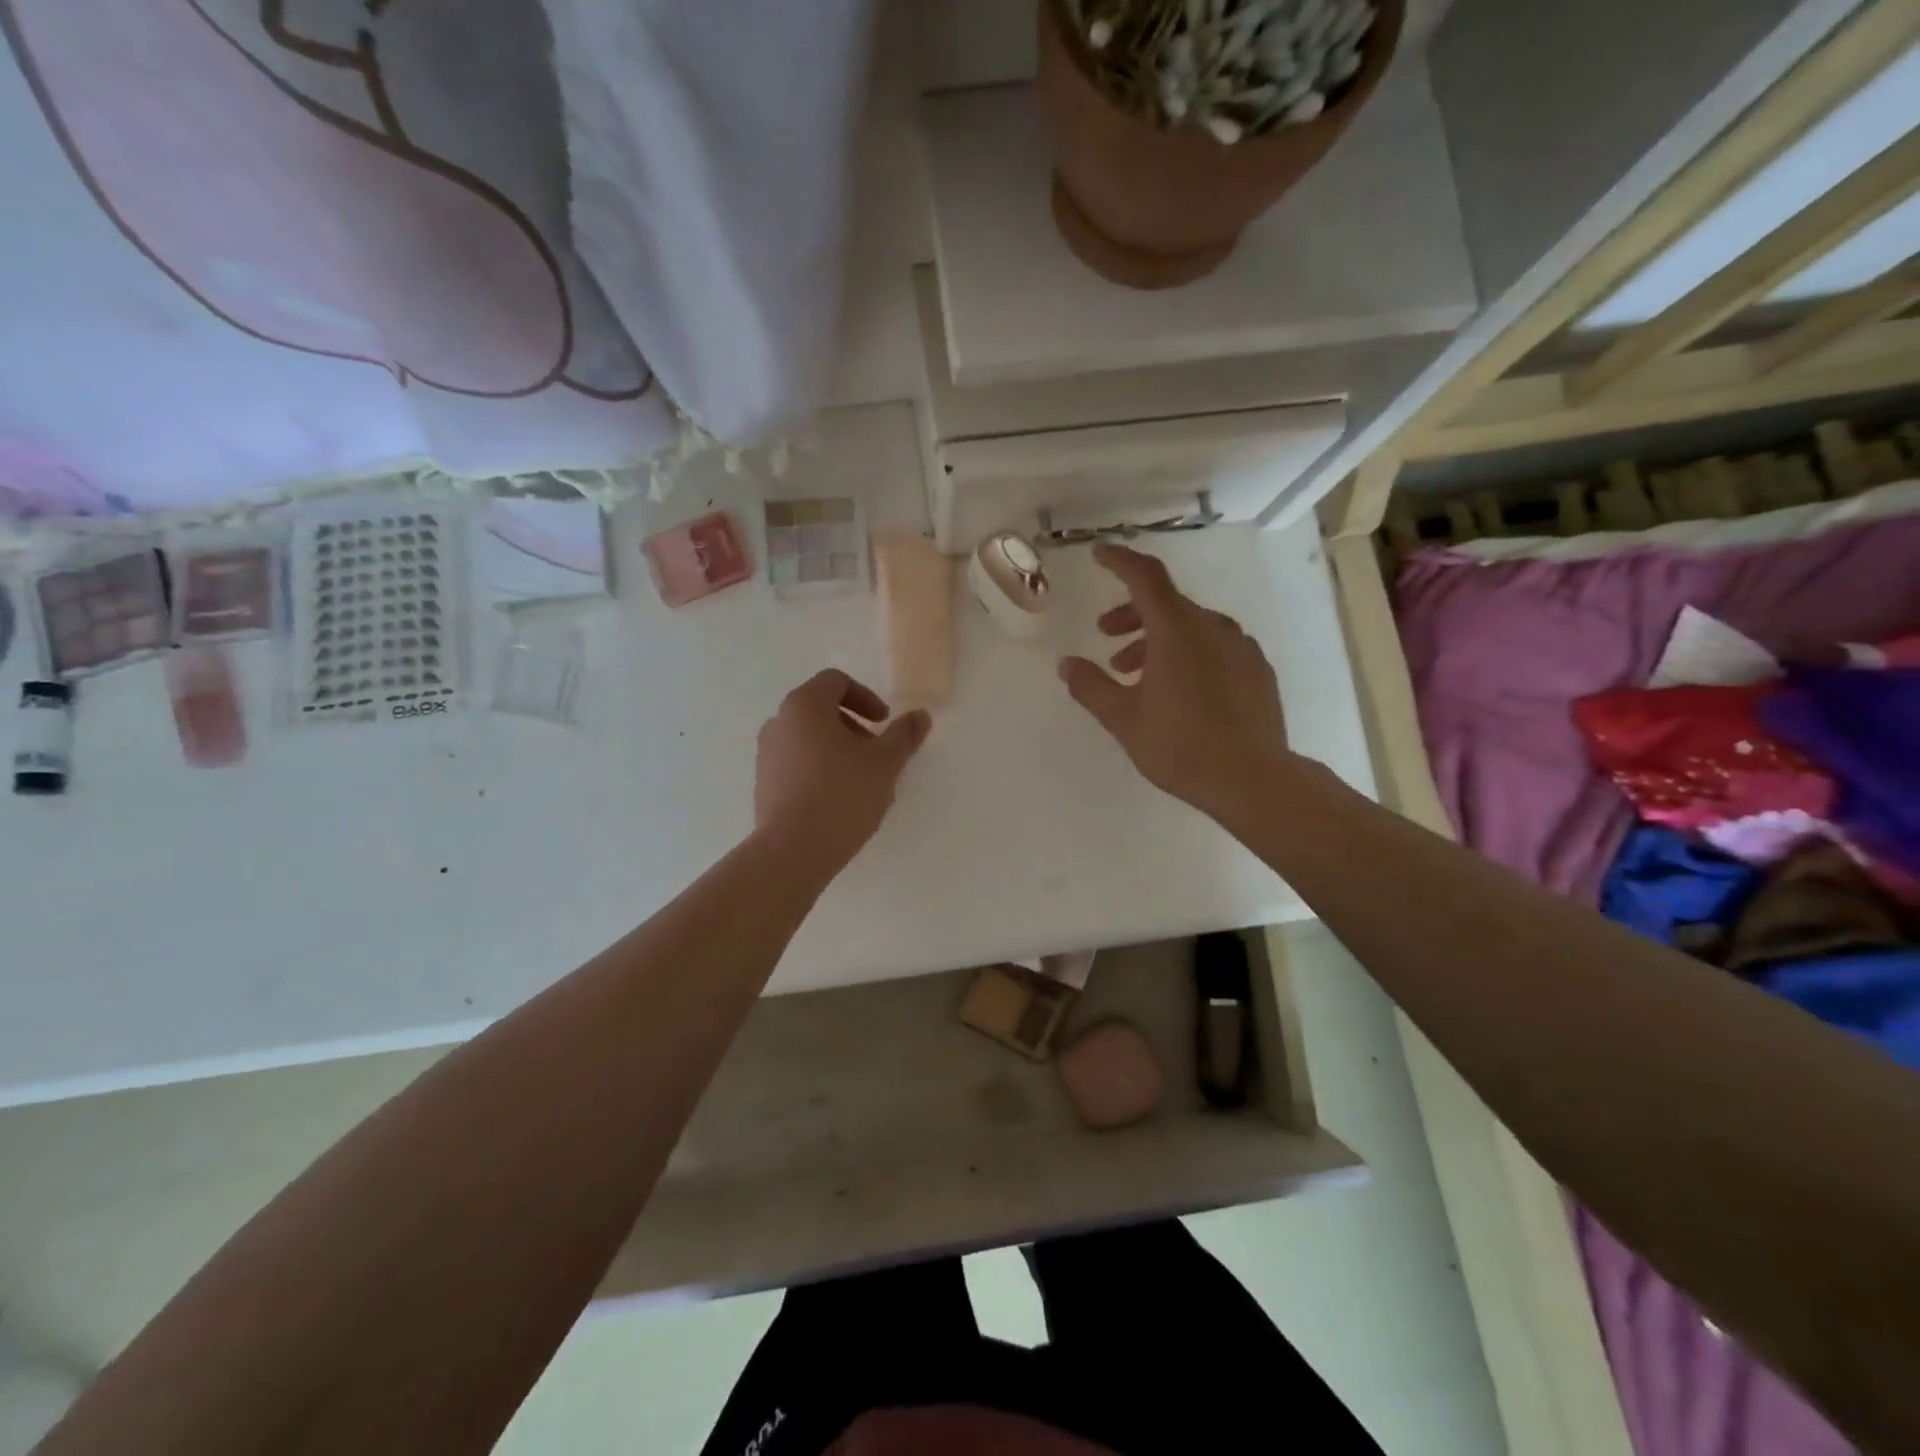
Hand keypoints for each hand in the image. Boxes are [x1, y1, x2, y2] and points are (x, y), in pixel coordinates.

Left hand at [755, 670, 932, 872]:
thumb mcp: (885, 763)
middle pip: (820, 709)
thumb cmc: (842, 795)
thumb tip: (920, 716)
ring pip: (808, 738)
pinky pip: (796, 764)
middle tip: (875, 753)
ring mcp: (766, 755)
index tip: (884, 724)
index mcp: (804, 706)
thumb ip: (904, 735)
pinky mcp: (764, 784)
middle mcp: (779, 723)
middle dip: (853, 725)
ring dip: (837, 749)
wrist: (793, 851)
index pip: (836, 681)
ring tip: (860, 780)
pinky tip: (838, 800)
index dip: (866, 697)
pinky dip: (819, 769)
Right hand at [1059, 544, 1291, 820]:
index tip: (1098, 554)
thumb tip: (1067, 664)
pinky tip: (1179, 690)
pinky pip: (1215, 646)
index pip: (1145, 576)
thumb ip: (1091, 687)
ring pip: (1191, 627)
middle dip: (1131, 614)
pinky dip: (1188, 653)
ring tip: (1135, 674)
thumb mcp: (1123, 719)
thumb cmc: (1180, 745)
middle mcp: (1213, 627)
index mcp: (1177, 630)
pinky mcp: (1257, 670)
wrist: (1252, 780)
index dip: (1119, 560)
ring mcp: (1241, 647)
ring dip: (1157, 640)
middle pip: (1167, 603)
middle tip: (1106, 637)